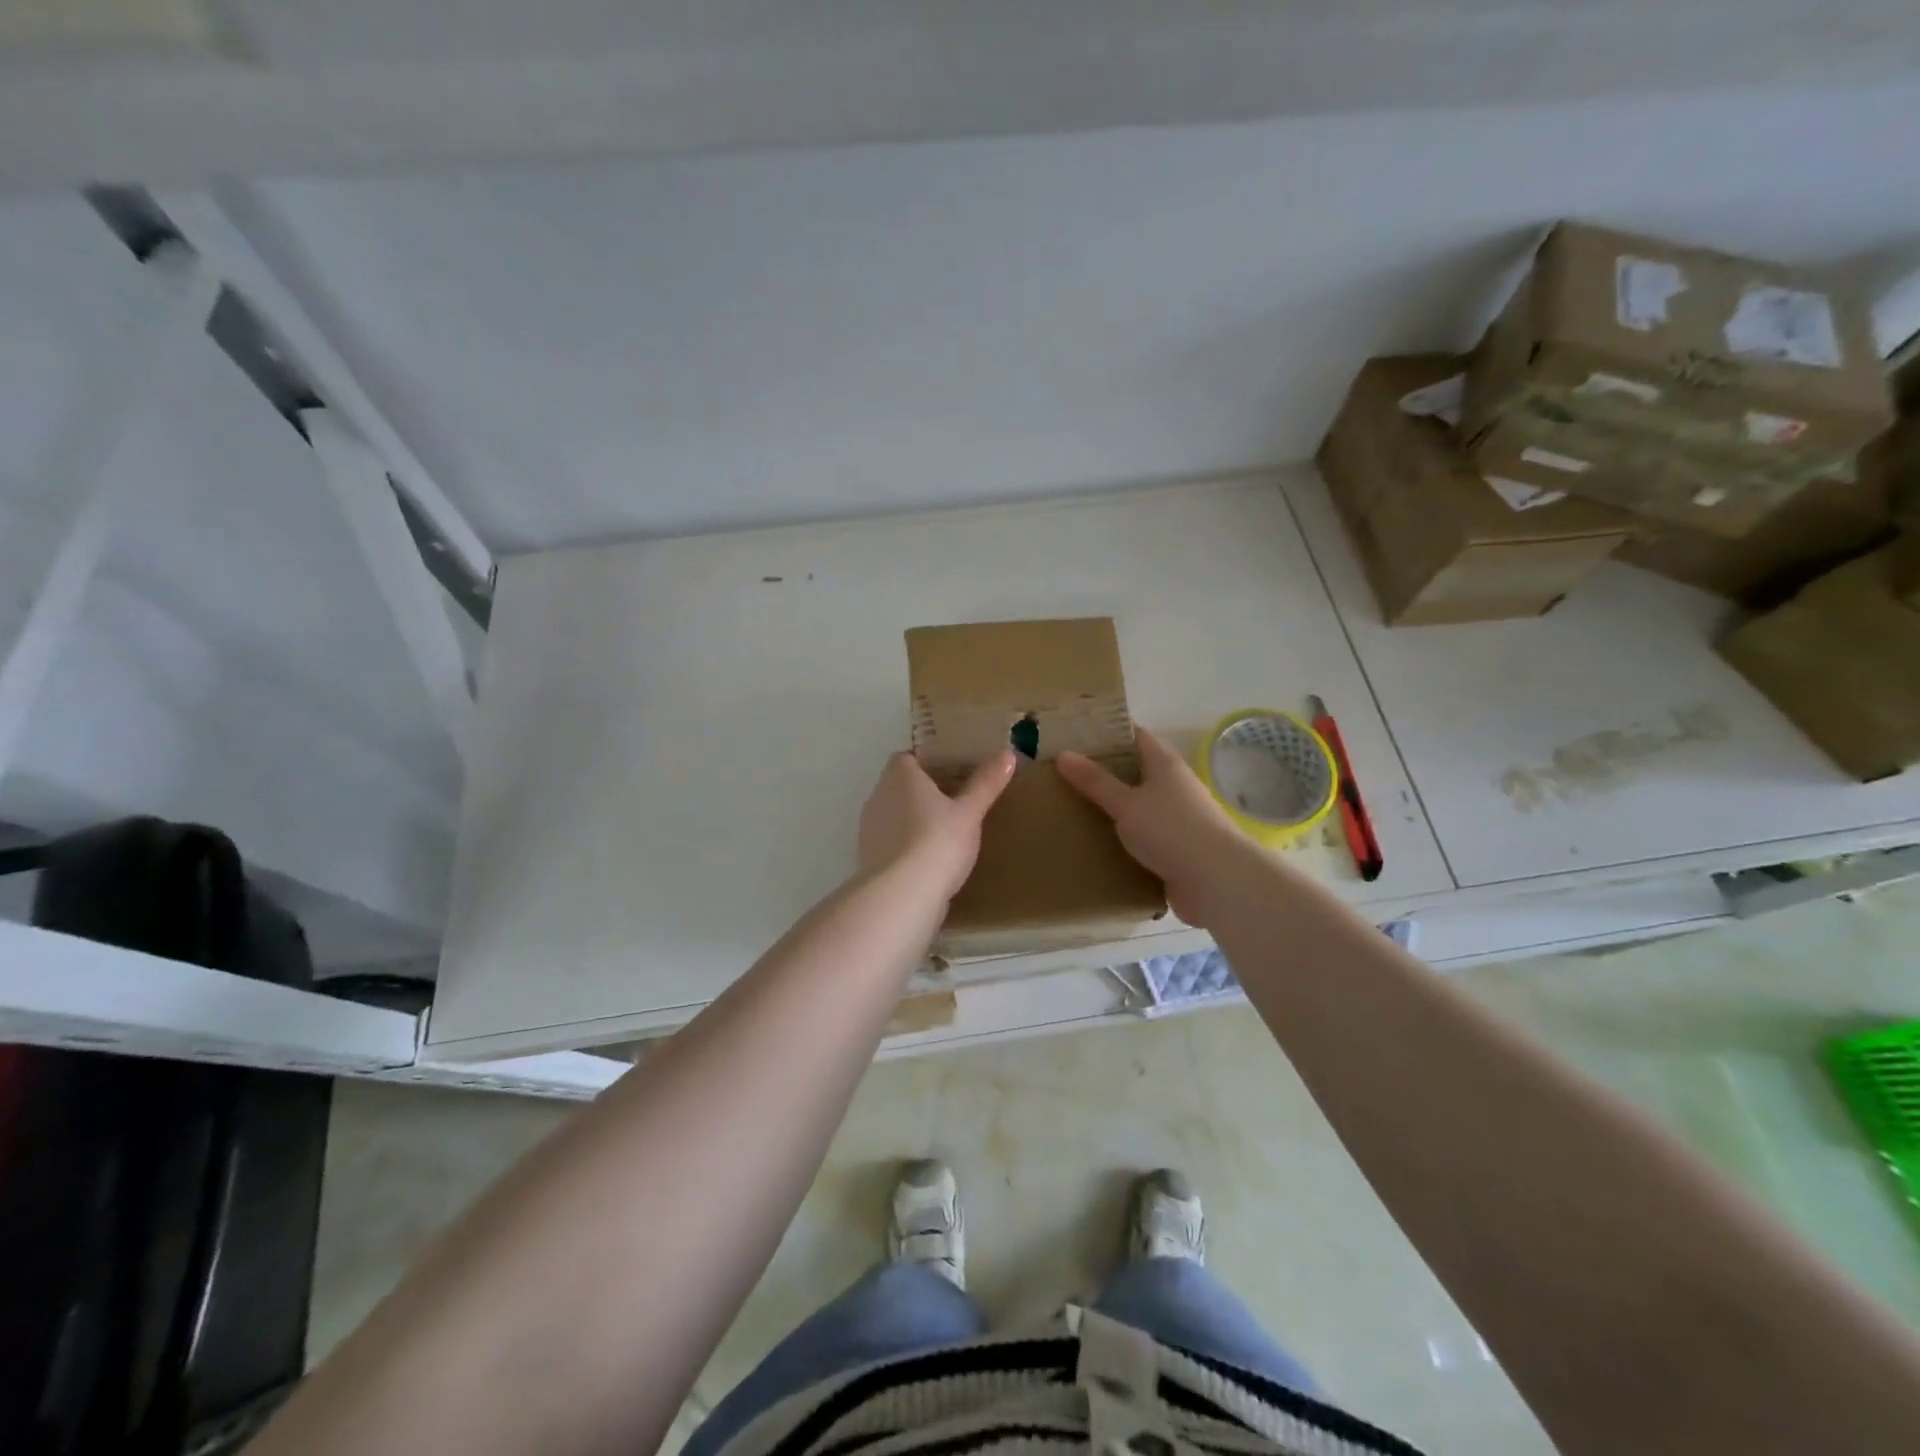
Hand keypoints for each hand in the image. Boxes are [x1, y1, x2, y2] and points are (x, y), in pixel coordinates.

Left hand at [857, 750, 1016, 900]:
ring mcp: (870, 828)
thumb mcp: (970, 812)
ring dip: (915, 817)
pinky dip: (908, 842)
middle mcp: (878, 796)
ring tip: (947, 828)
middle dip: (925, 790)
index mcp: (899, 776)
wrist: (903, 896)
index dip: (929, 761)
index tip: (955, 770)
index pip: (908, 757)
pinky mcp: (870, 857)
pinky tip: (931, 856)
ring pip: (895, 813)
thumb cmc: (938, 841)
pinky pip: (893, 840)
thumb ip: (986, 783)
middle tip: (958, 798)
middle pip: (901, 785)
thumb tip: (1007, 754)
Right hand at [1057, 729, 1247, 924]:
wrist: (1217, 881)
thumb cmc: (1171, 830)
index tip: (1076, 734)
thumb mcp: (1126, 803)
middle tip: (1065, 773)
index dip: (1109, 732)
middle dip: (1104, 771)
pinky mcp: (1177, 848)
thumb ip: (1096, 781)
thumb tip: (1064, 754)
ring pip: (1139, 805)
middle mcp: (1174, 786)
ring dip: (1113, 807)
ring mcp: (1177, 818)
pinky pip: (1144, 836)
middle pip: (1136, 770)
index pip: (1136, 736)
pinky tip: (1098, 843)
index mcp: (1165, 765)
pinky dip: (1123, 837)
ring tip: (1073, 808)